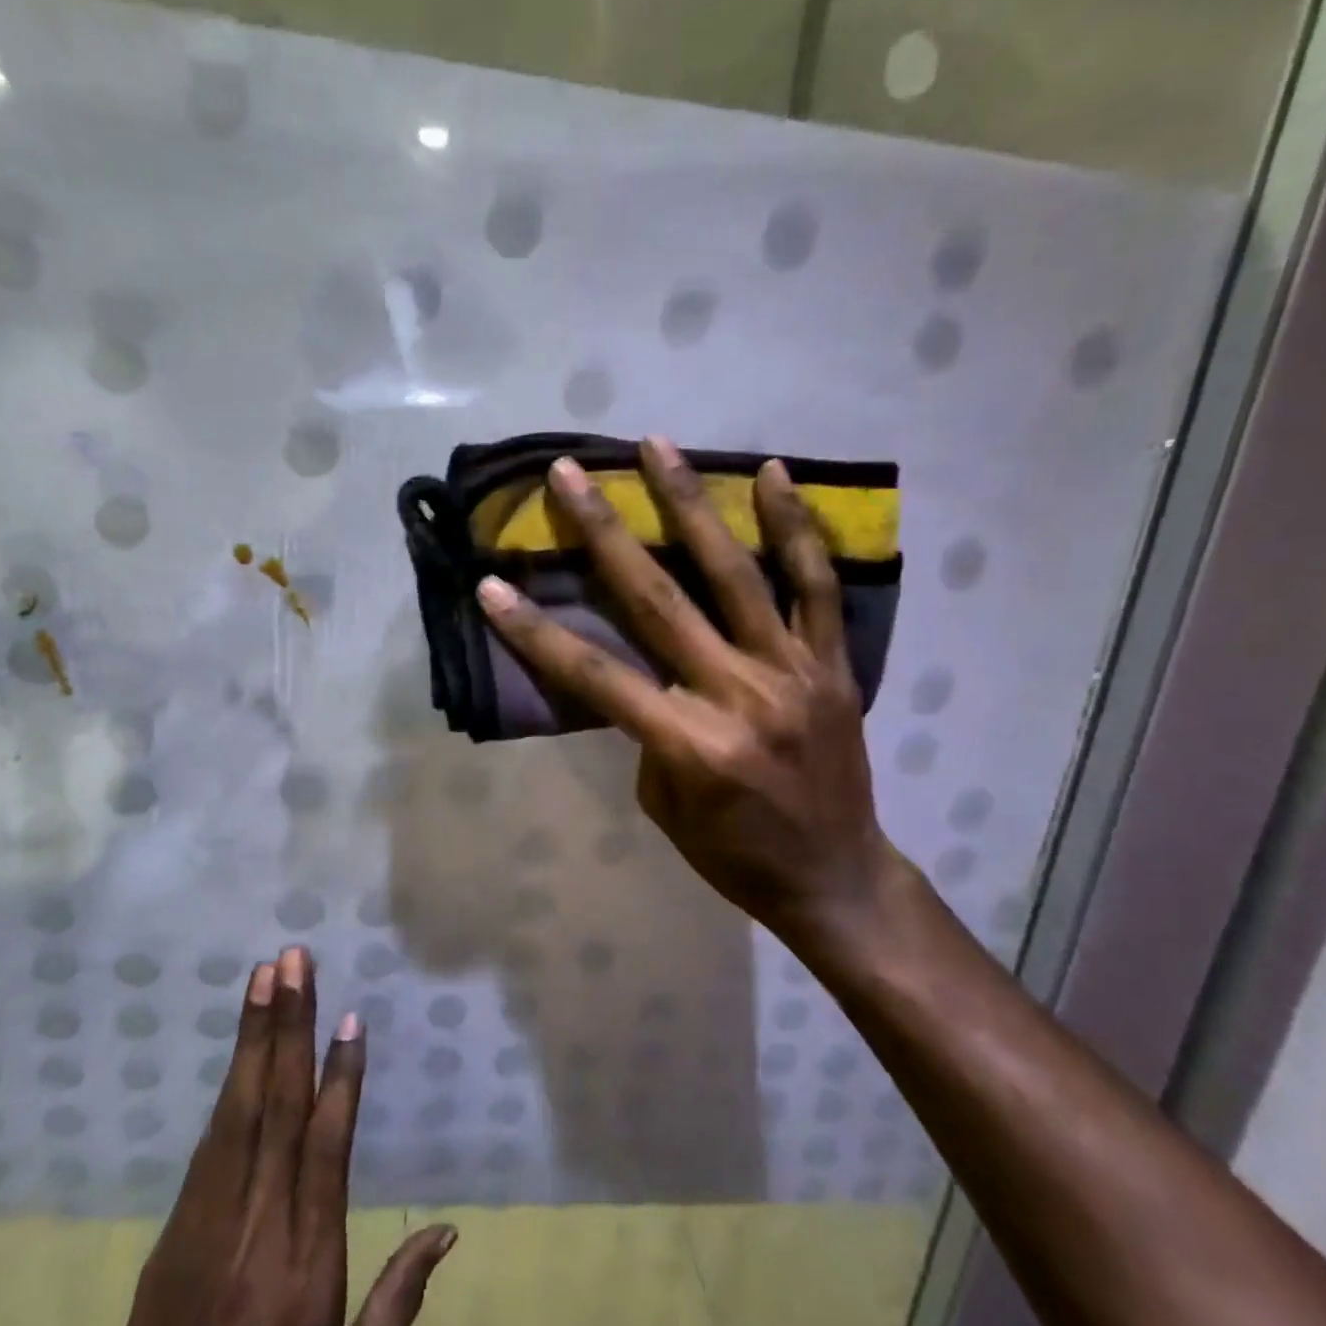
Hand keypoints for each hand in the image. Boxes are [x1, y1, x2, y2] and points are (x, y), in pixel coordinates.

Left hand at [112, 947, 455, 1325]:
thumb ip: (398, 1306)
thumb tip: (447, 1229)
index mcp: (310, 1272)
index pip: (328, 1152)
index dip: (341, 1080)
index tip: (350, 1019)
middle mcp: (259, 1235)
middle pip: (278, 1112)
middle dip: (289, 1028)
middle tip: (295, 962)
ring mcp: (206, 1233)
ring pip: (236, 1116)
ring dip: (253, 1041)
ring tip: (266, 978)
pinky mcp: (170, 1242)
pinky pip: (205, 1151)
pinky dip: (226, 1093)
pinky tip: (239, 1055)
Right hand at [476, 437, 901, 953]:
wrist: (836, 880)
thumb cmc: (734, 857)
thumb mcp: (665, 805)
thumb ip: (649, 731)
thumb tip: (644, 670)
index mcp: (688, 744)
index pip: (595, 676)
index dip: (536, 631)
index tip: (490, 586)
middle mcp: (739, 695)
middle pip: (658, 601)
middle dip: (604, 533)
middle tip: (570, 473)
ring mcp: (792, 672)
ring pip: (735, 574)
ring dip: (690, 504)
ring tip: (657, 446)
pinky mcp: (833, 665)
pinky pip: (815, 587)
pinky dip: (795, 529)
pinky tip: (772, 474)